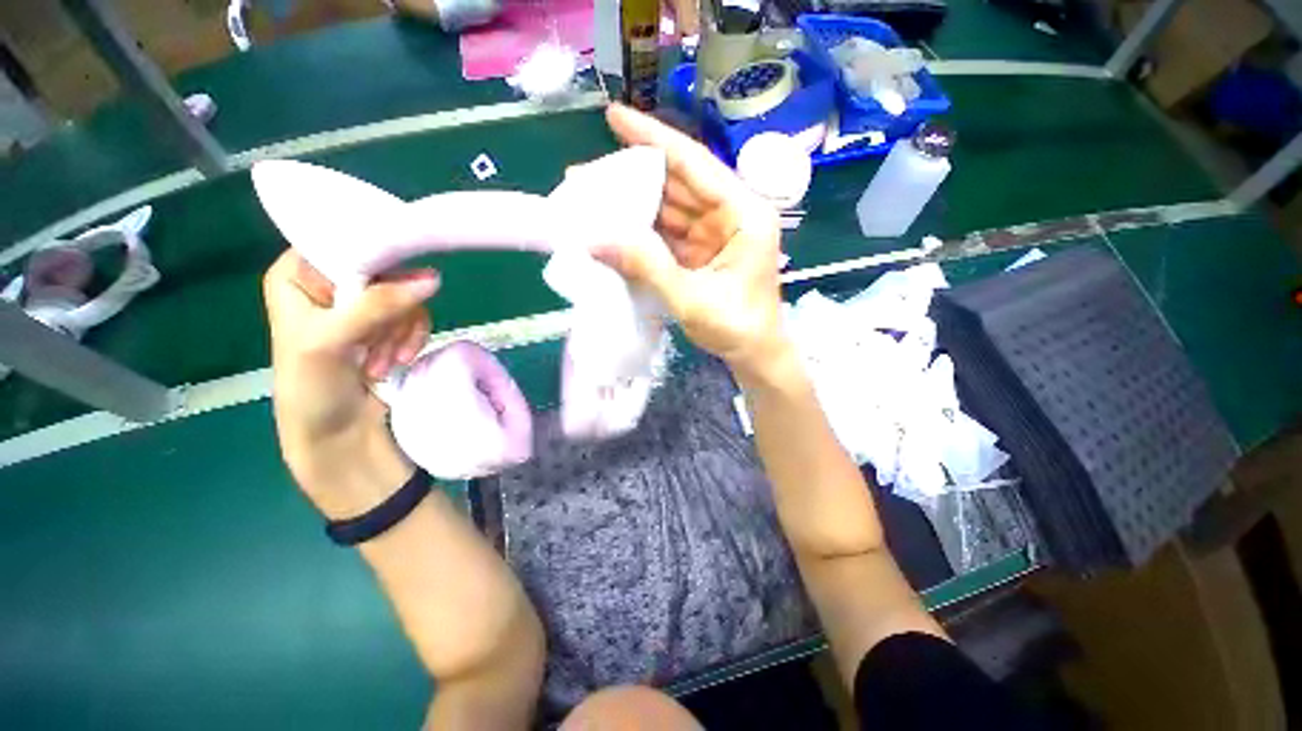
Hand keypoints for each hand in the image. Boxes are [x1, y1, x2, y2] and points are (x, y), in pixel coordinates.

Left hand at [262, 251, 438, 507]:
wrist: (337, 434)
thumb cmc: (311, 388)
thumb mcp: (331, 342)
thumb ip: (377, 306)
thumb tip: (433, 278)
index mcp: (297, 275)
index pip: (341, 241)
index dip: (374, 256)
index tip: (394, 282)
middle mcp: (330, 284)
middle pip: (383, 271)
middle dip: (391, 310)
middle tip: (378, 341)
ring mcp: (362, 305)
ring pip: (406, 296)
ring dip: (402, 330)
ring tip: (383, 361)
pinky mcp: (388, 326)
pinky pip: (416, 316)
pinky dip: (412, 338)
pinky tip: (397, 360)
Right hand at [596, 104, 792, 380]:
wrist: (755, 356)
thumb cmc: (737, 329)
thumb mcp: (691, 299)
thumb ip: (647, 266)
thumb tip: (596, 238)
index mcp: (743, 214)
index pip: (695, 165)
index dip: (654, 139)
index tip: (615, 116)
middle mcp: (731, 215)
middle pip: (678, 184)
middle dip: (634, 176)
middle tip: (588, 173)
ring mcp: (715, 234)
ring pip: (670, 208)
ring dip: (634, 204)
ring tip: (592, 199)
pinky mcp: (702, 252)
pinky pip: (669, 233)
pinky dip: (643, 231)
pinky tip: (616, 227)